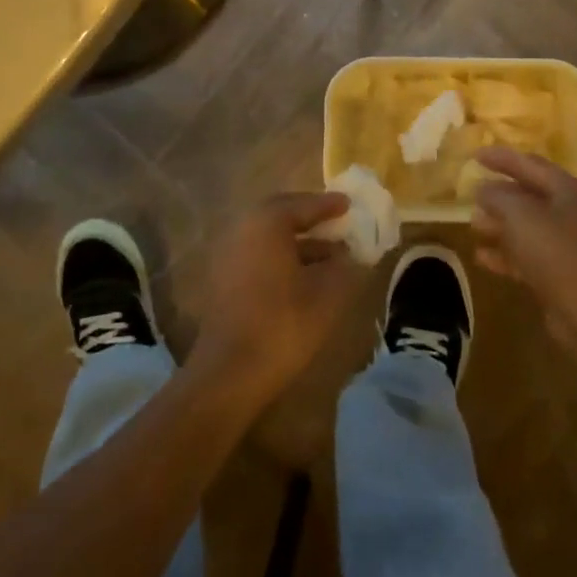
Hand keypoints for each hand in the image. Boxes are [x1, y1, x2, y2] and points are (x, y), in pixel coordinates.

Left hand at [189, 192, 367, 404]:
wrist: (230, 372)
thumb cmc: (283, 324)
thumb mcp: (328, 294)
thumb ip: (345, 267)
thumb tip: (352, 256)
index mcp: (267, 222)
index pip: (303, 204)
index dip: (329, 205)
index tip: (349, 204)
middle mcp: (243, 229)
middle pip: (282, 215)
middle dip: (311, 219)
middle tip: (337, 223)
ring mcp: (229, 254)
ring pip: (270, 237)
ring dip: (300, 242)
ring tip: (331, 256)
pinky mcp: (224, 279)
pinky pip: (259, 255)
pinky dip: (283, 257)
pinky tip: (305, 277)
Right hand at [470, 149, 576, 357]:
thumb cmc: (560, 253)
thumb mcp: (521, 217)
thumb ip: (498, 197)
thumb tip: (483, 187)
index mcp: (568, 191)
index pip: (530, 164)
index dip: (502, 157)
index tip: (475, 154)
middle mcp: (572, 214)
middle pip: (530, 197)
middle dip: (500, 195)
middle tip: (471, 194)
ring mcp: (570, 248)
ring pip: (528, 230)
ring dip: (500, 227)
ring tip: (473, 226)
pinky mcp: (564, 278)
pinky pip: (529, 259)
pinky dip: (506, 256)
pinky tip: (482, 258)